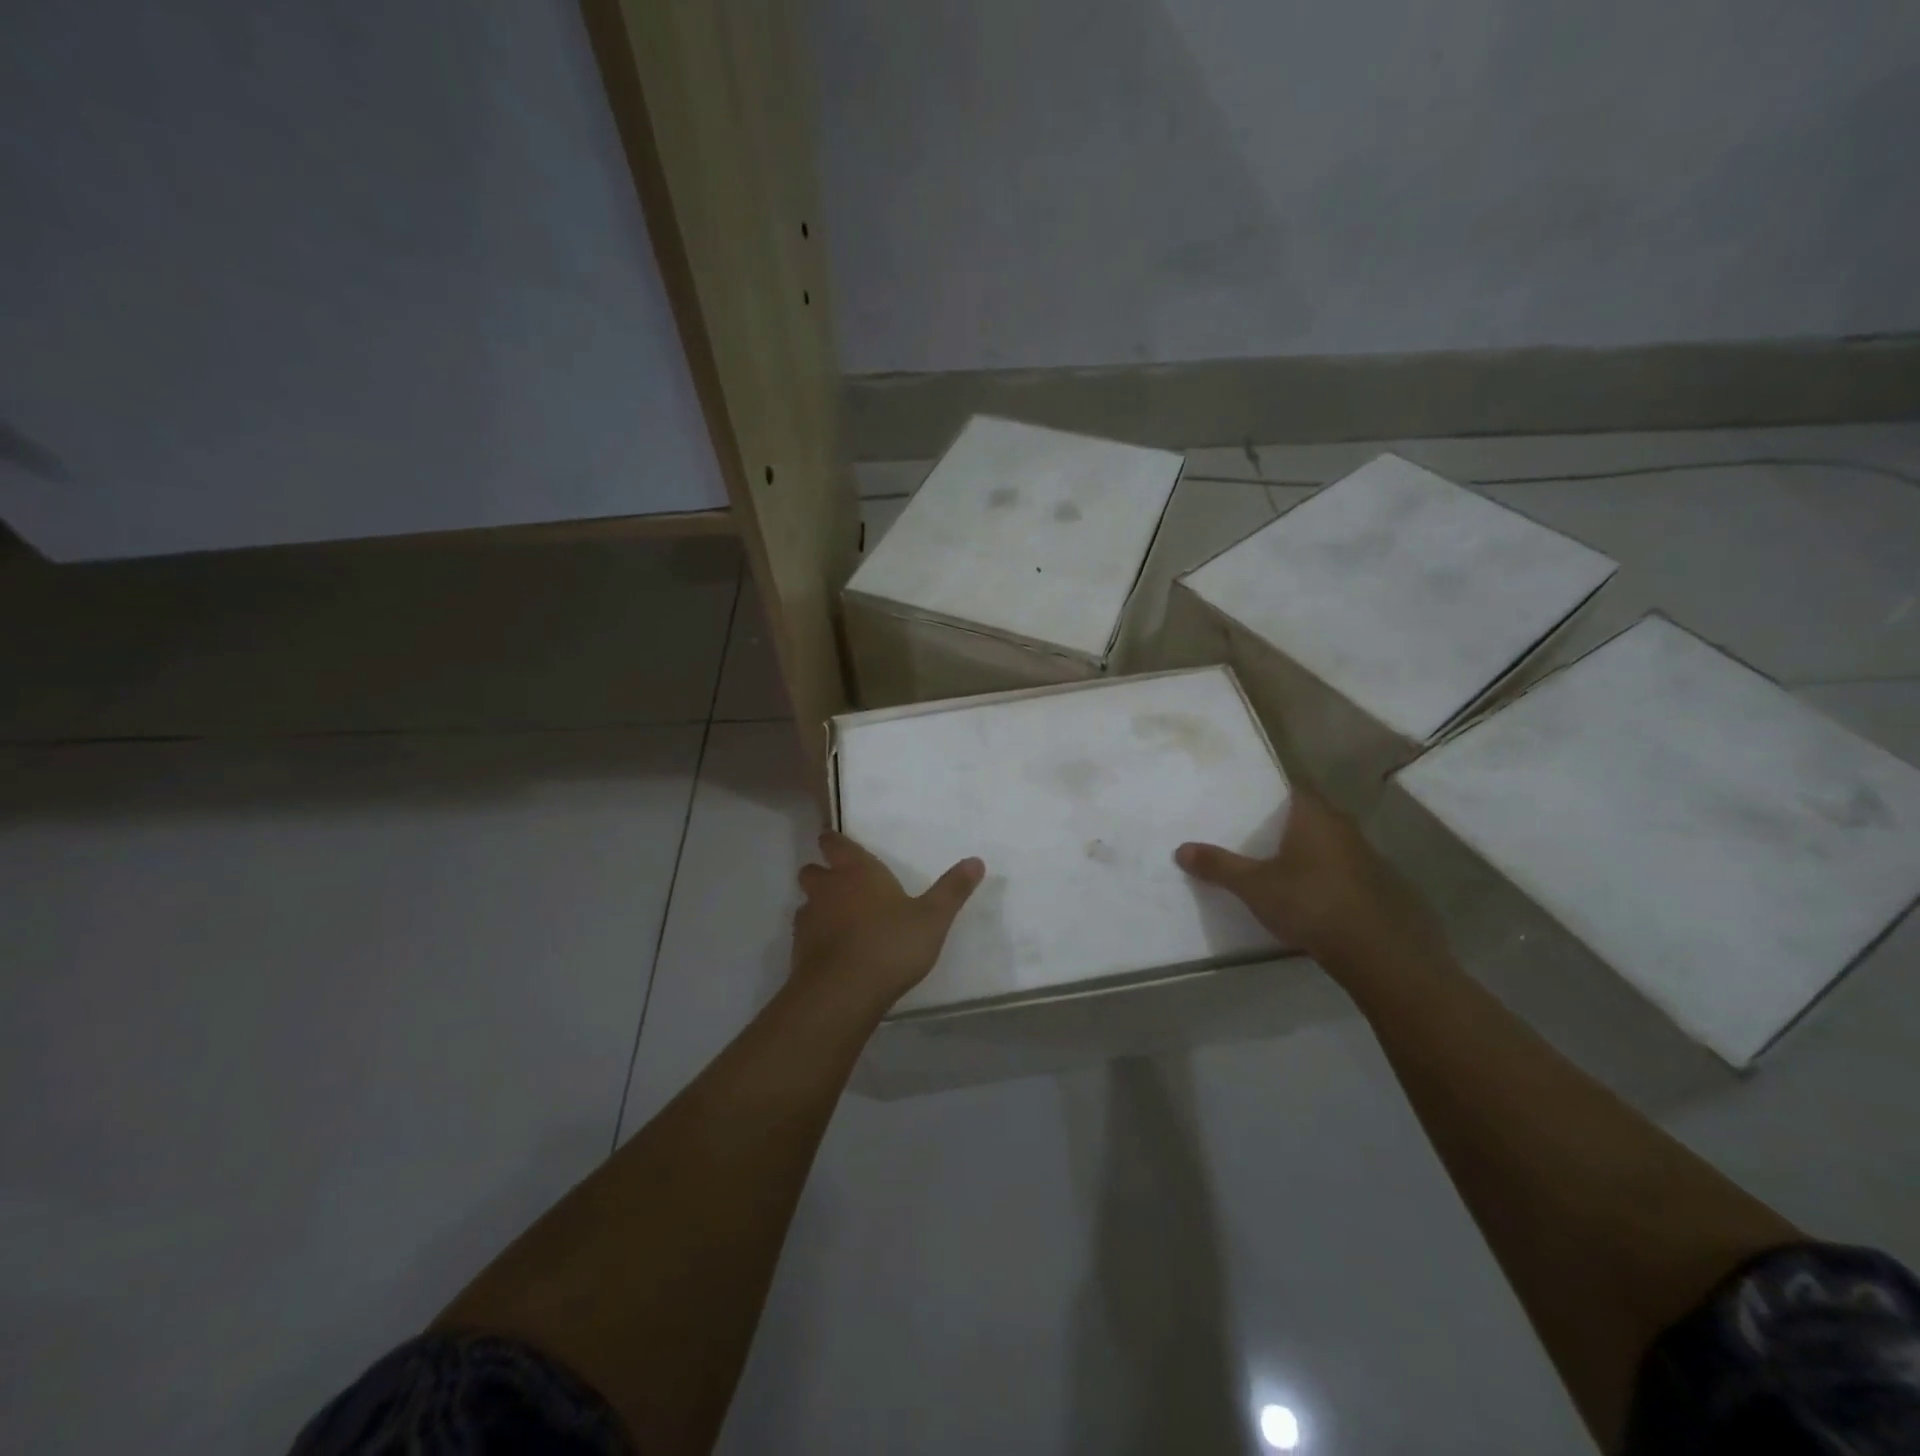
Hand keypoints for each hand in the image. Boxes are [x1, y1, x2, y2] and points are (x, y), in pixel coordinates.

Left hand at [792, 831, 984, 1017]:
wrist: (843, 993)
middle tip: (840, 882)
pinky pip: (805, 935)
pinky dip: (816, 937)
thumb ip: (952, 890)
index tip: (832, 841)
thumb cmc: (890, 945)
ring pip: (806, 903)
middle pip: (812, 871)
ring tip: (839, 920)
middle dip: (822, 873)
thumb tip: (976, 861)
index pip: (835, 844)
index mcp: (857, 871)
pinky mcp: (798, 952)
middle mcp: (828, 889)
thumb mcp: (933, 918)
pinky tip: (834, 951)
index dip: (833, 842)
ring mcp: (808, 921)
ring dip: (818, 906)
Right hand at [1174, 789, 1447, 979]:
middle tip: (1254, 837)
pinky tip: (1310, 897)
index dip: (1269, 796)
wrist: (1378, 952)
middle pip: (1309, 818)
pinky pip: (1344, 871)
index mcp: (1314, 816)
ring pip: (1329, 845)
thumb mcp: (1253, 886)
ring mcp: (1368, 857)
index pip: (1291, 791)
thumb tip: (1180, 849)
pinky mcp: (1380, 887)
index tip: (1247, 806)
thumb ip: (1218, 866)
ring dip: (1308, 854)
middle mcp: (1344, 827)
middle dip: (1285, 827)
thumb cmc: (1310, 903)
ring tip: (1277, 868)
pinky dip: (1326, 878)